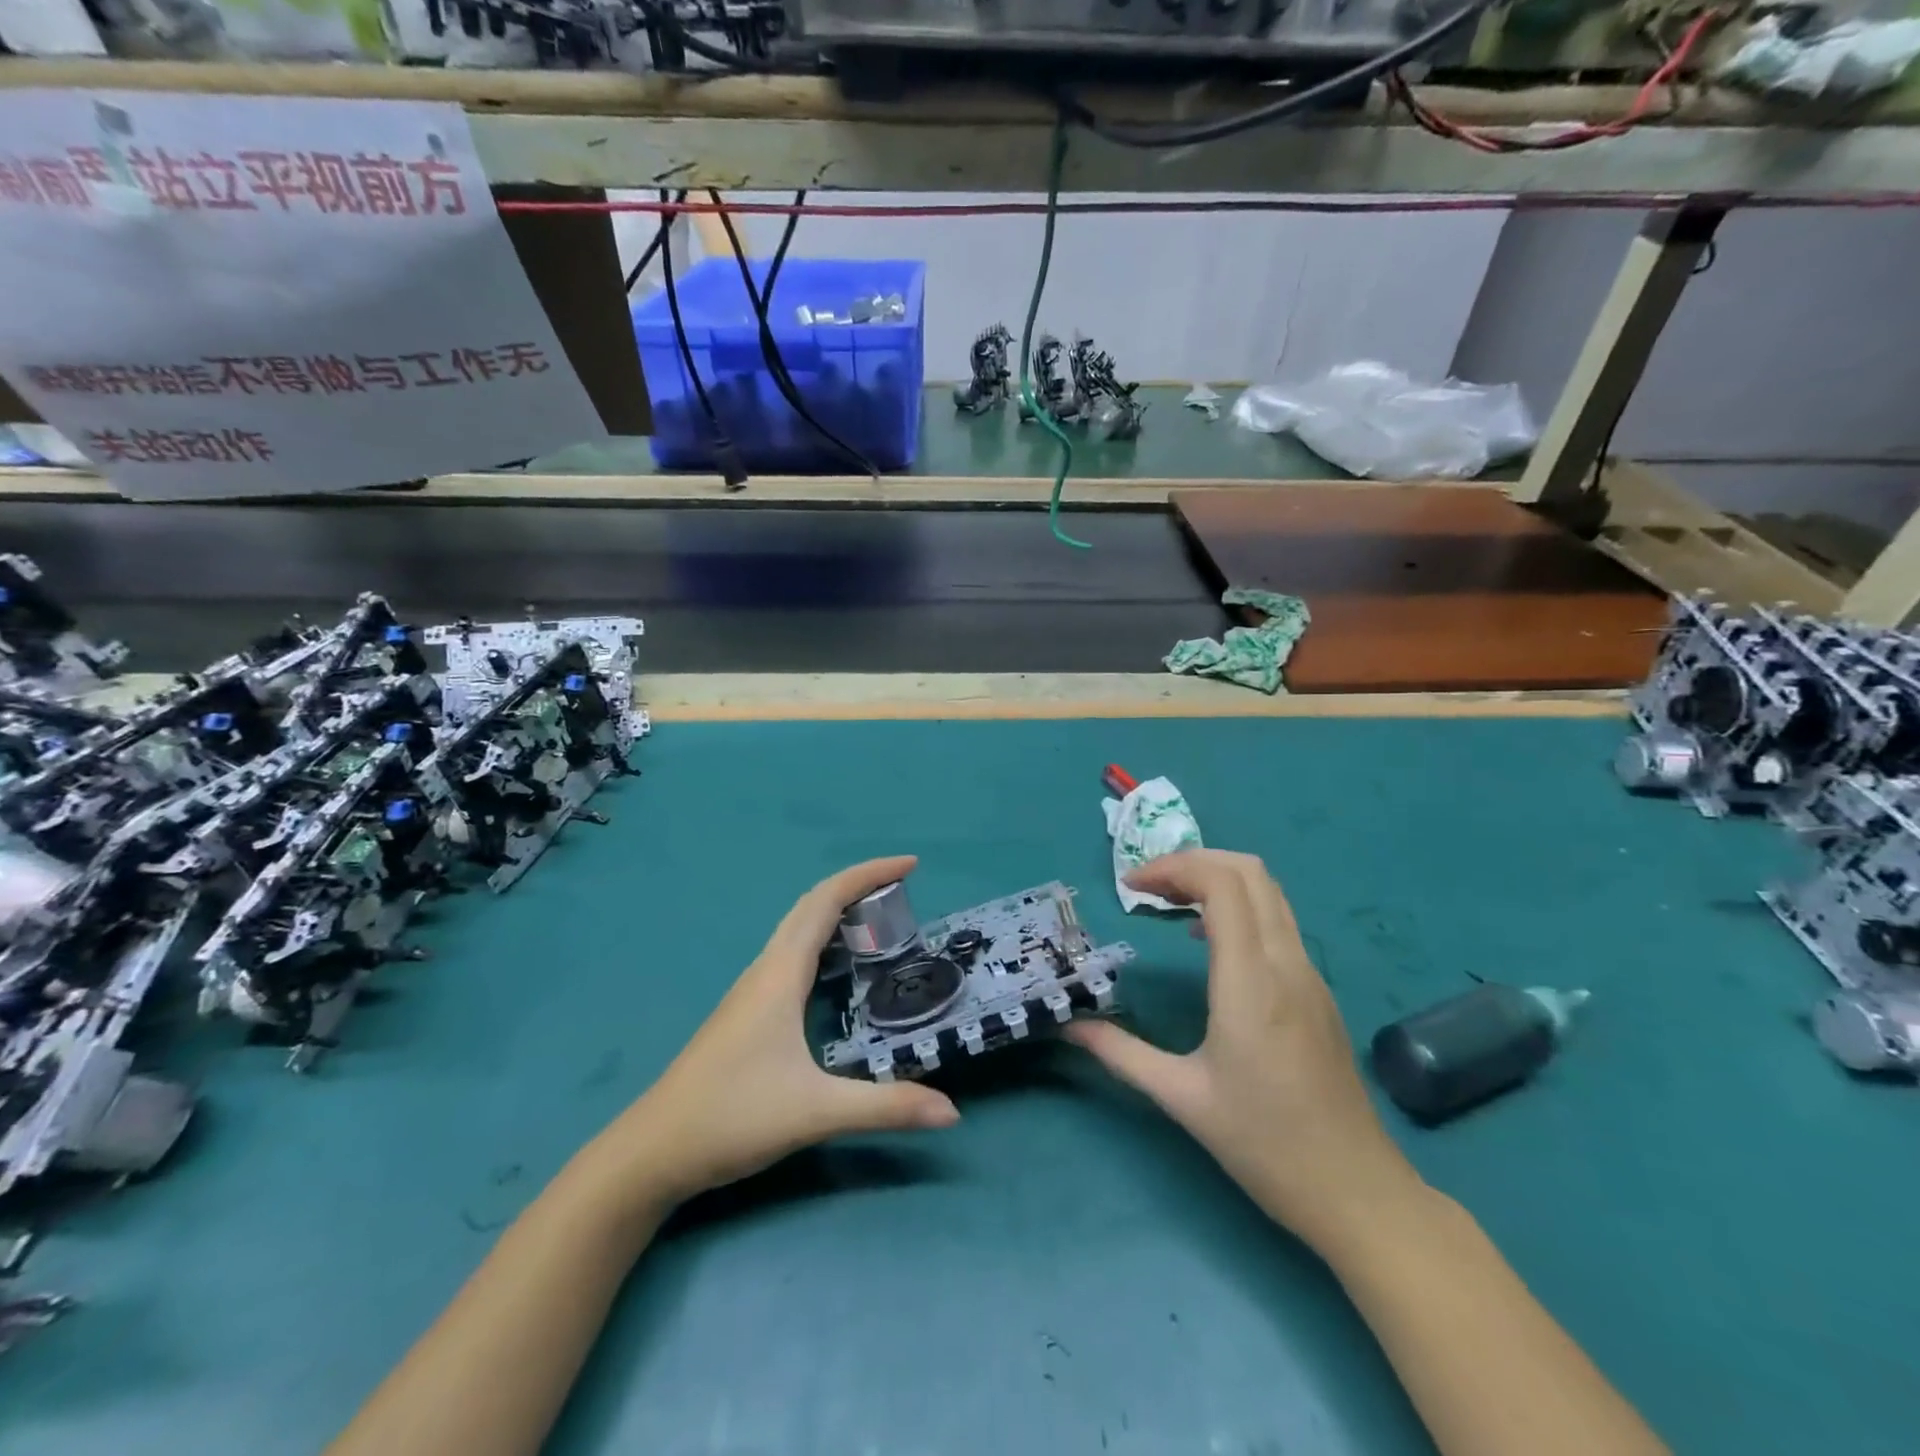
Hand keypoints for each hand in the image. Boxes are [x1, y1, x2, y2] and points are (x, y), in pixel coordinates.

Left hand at [587, 856, 959, 1209]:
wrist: (652, 1152)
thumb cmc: (732, 1117)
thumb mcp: (816, 1112)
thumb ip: (886, 1107)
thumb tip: (952, 1112)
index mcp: (781, 974)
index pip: (826, 901)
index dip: (868, 875)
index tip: (910, 865)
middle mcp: (765, 970)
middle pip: (812, 906)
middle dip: (858, 886)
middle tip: (903, 890)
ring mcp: (752, 990)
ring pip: (798, 929)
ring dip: (838, 911)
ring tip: (880, 921)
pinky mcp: (746, 1012)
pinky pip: (792, 954)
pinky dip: (823, 940)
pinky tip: (838, 970)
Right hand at [1067, 849, 1420, 1250]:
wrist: (1357, 1192)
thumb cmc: (1265, 1145)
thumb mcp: (1181, 1098)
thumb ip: (1121, 1053)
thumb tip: (1069, 1027)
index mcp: (1251, 982)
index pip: (1222, 885)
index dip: (1172, 868)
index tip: (1130, 888)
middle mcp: (1286, 963)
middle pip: (1249, 871)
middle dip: (1193, 862)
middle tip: (1147, 887)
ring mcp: (1309, 974)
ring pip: (1269, 891)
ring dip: (1217, 880)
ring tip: (1169, 904)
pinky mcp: (1317, 990)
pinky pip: (1278, 921)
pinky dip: (1239, 906)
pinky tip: (1208, 942)